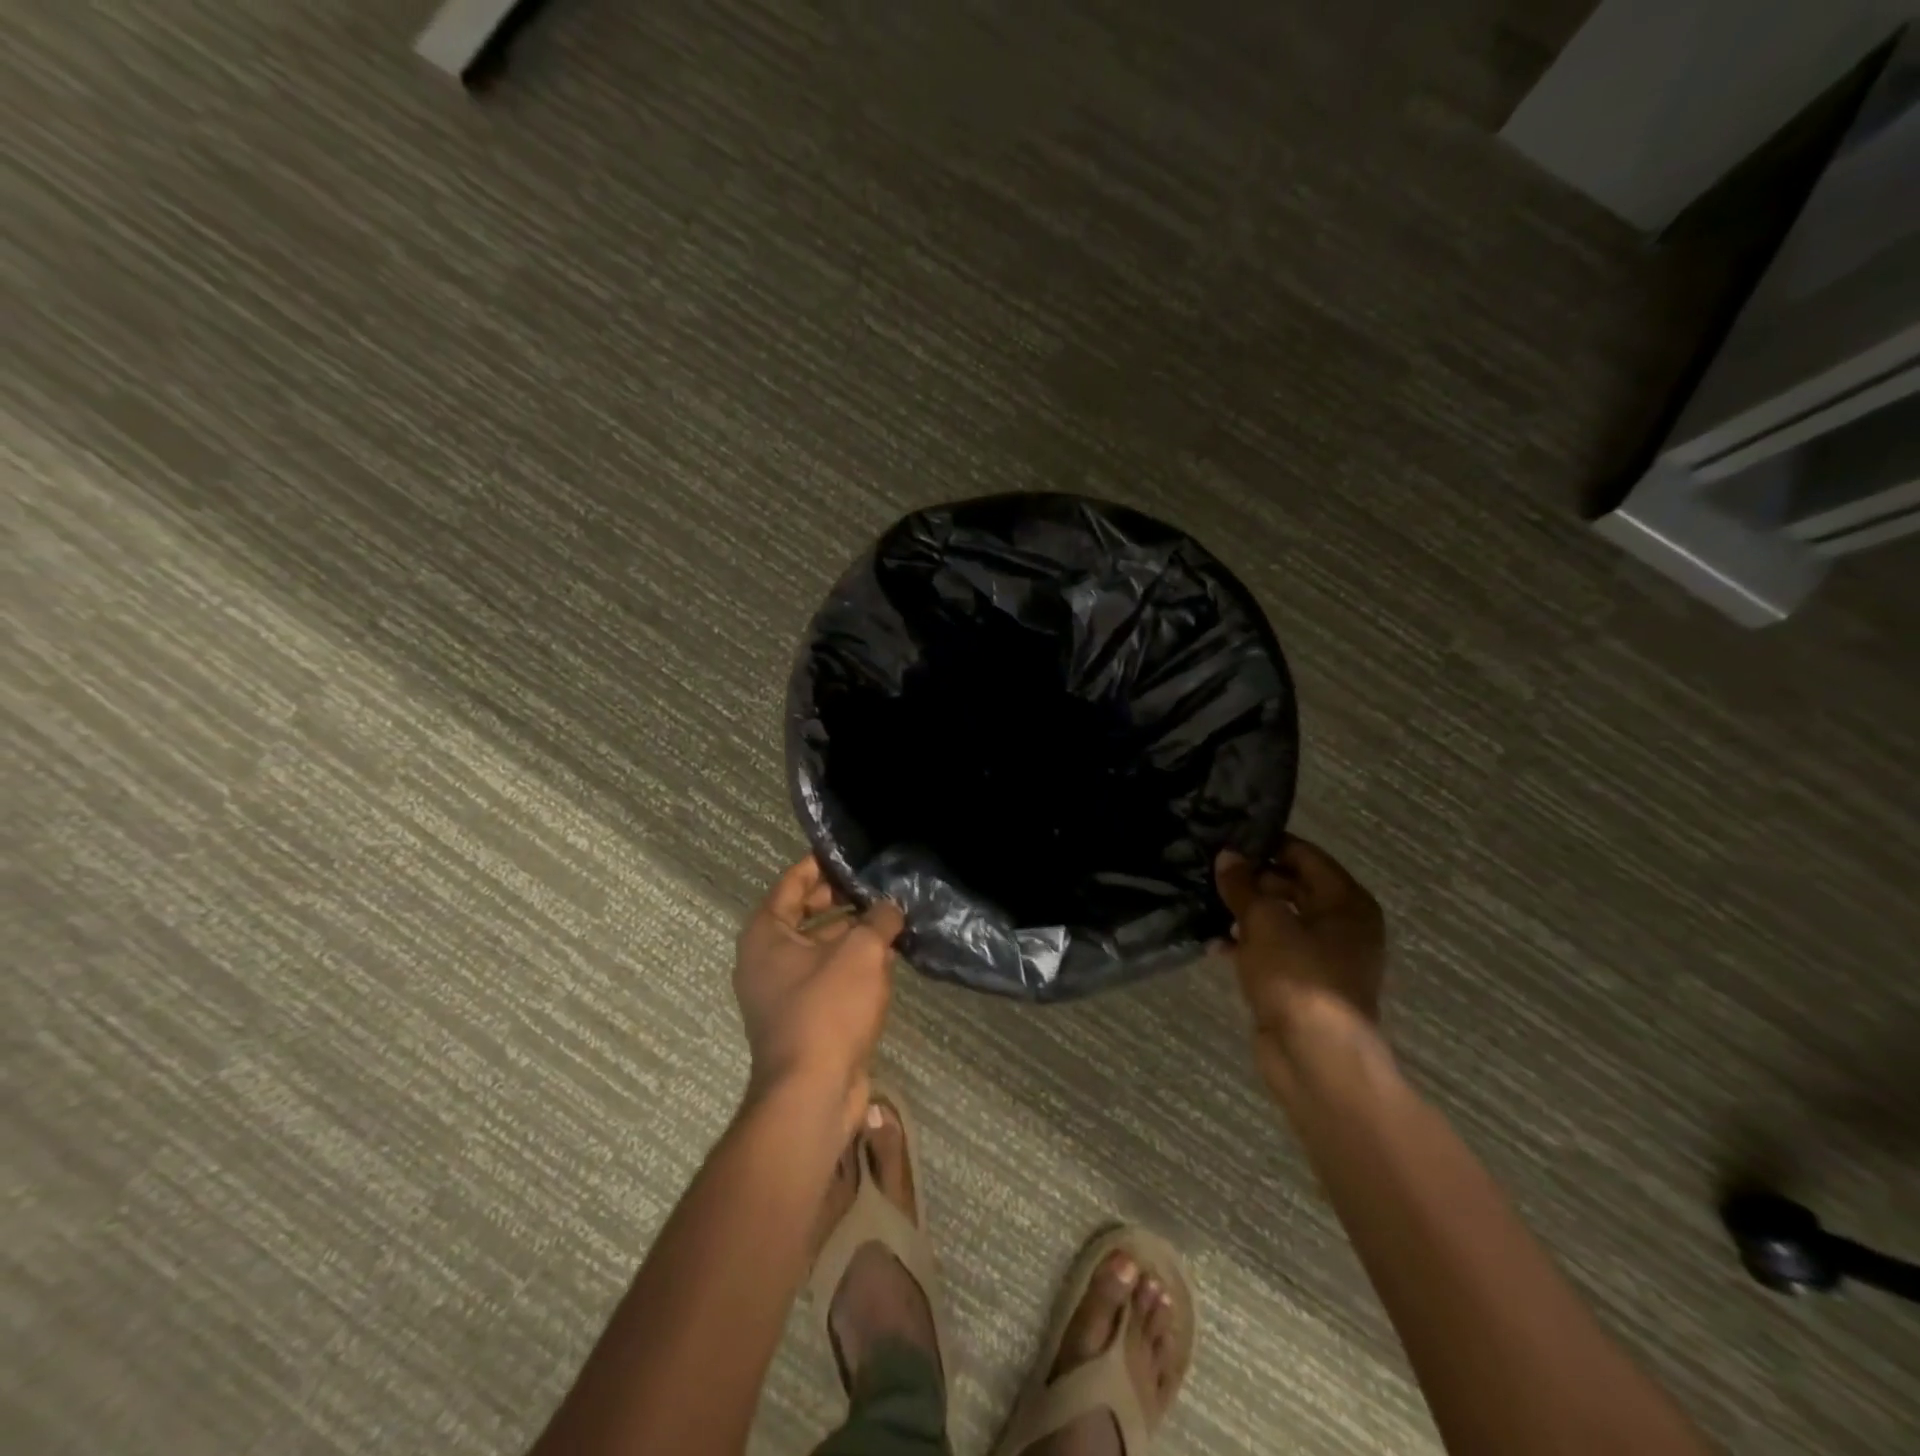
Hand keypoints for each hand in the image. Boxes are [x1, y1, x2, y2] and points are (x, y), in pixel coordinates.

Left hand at [734, 857, 905, 1132]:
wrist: (812, 1093)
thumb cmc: (828, 1009)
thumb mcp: (861, 952)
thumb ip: (878, 920)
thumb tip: (890, 907)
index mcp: (766, 934)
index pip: (792, 883)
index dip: (820, 864)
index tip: (849, 853)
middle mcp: (766, 959)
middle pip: (805, 914)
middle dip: (842, 900)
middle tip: (878, 885)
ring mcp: (783, 992)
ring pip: (821, 948)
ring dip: (853, 934)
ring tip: (892, 918)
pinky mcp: (803, 1018)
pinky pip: (828, 978)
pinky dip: (853, 965)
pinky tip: (887, 959)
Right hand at [1214, 837, 1386, 1094]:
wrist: (1316, 1058)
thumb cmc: (1299, 977)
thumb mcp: (1264, 922)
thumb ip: (1243, 886)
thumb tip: (1228, 856)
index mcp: (1346, 902)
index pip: (1304, 855)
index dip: (1267, 845)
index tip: (1227, 838)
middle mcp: (1340, 925)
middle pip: (1291, 886)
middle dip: (1251, 879)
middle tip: (1207, 868)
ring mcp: (1321, 958)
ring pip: (1278, 921)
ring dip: (1244, 913)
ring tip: (1203, 900)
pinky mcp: (1300, 984)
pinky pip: (1271, 952)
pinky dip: (1245, 945)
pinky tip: (1213, 943)